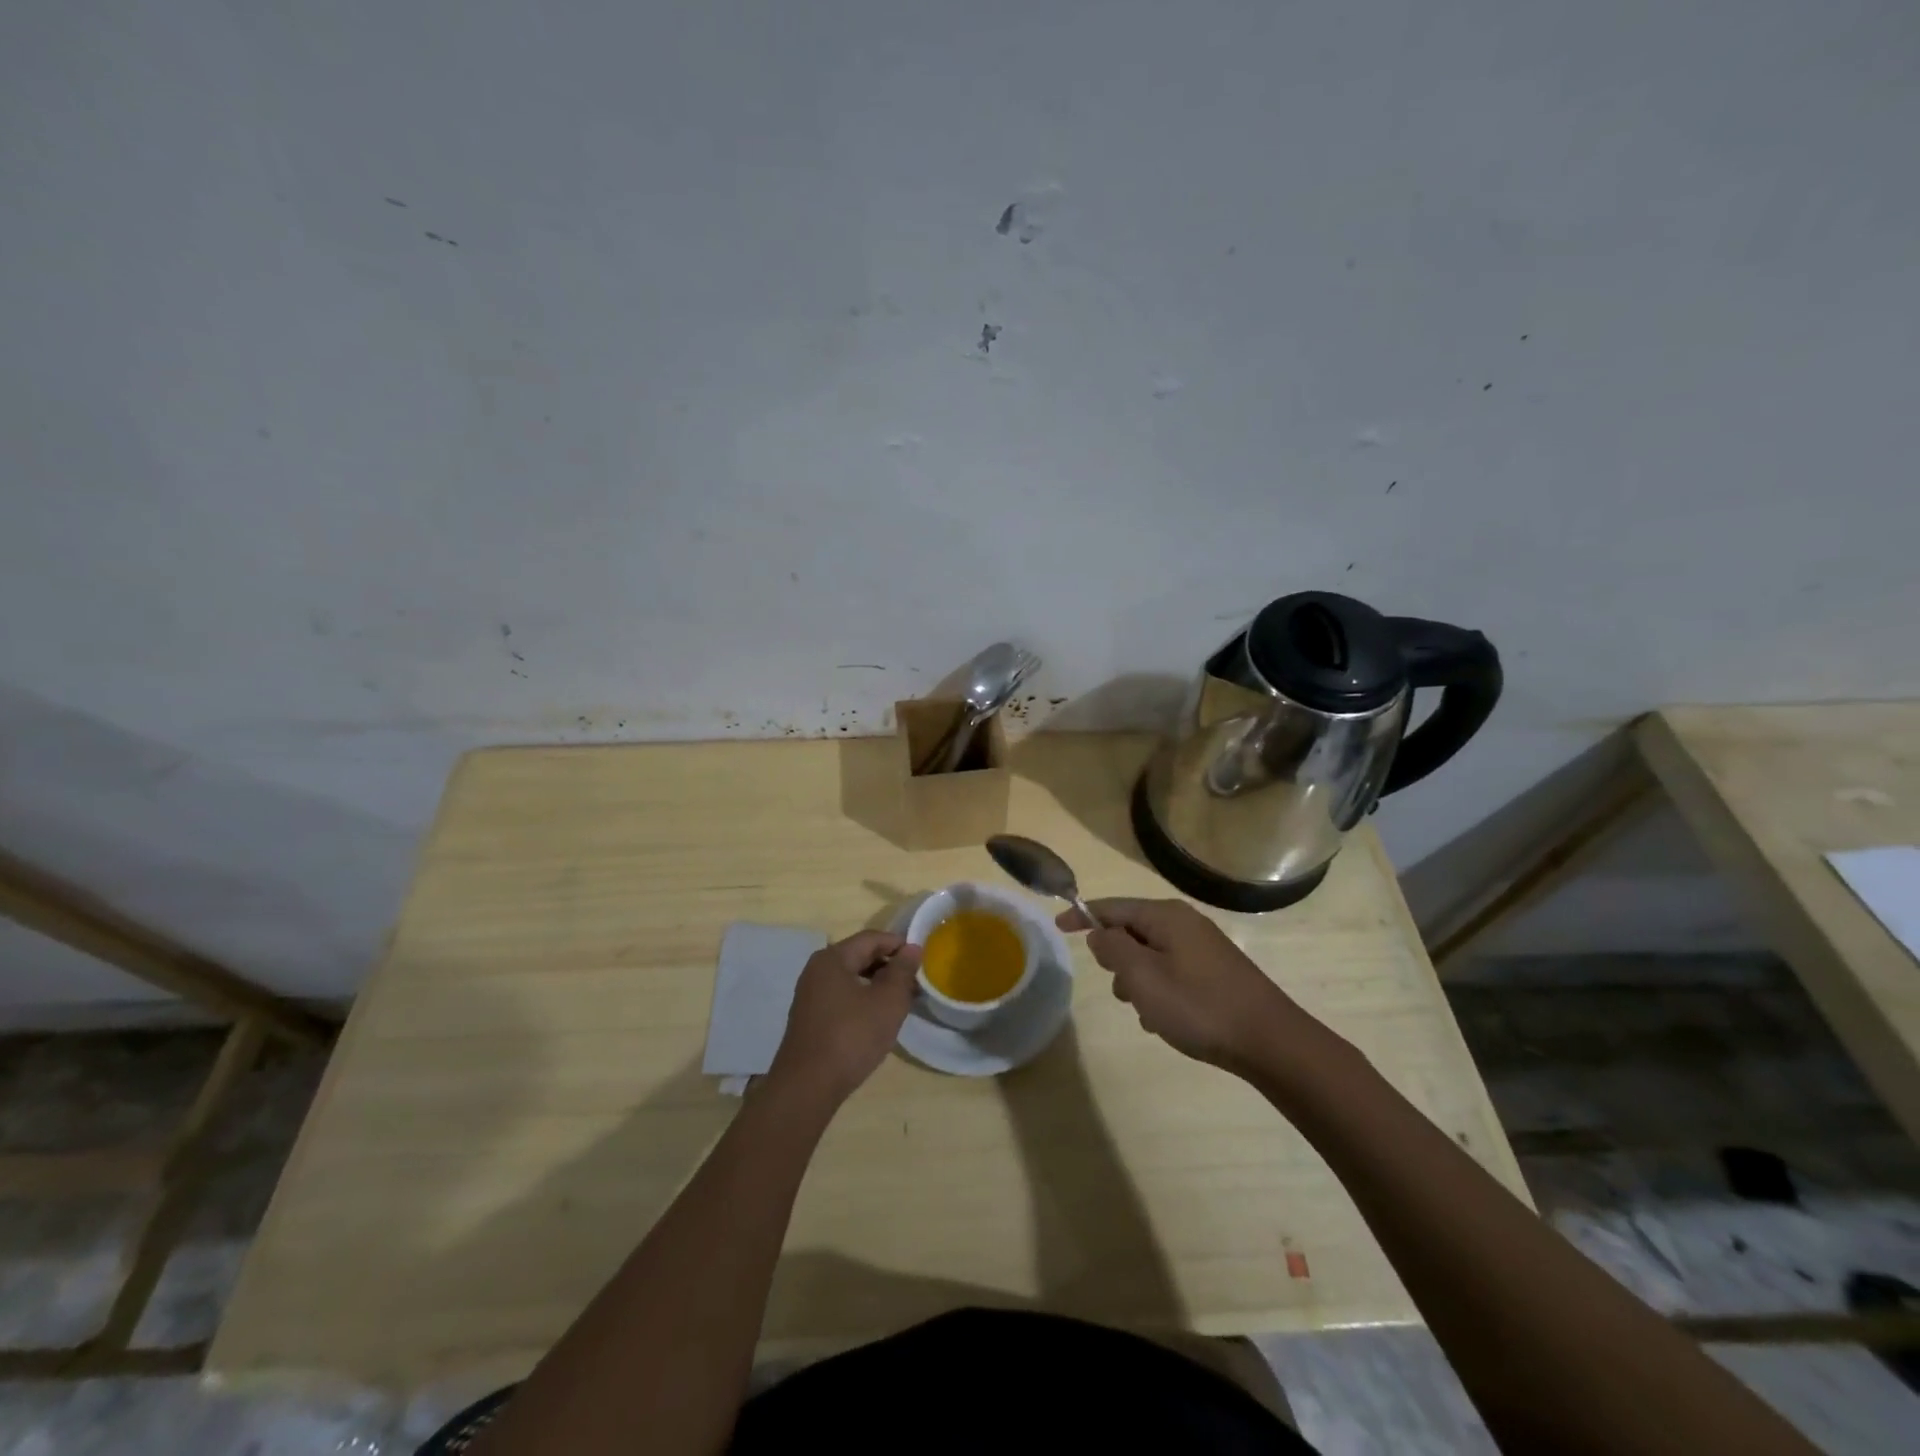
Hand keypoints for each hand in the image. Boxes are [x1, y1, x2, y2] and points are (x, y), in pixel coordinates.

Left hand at [767, 930, 920, 1103]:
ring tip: (901, 1001)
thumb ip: (902, 971)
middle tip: (915, 983)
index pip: (872, 938)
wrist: (807, 1087)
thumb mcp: (887, 1002)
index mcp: (833, 958)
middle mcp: (817, 970)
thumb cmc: (851, 1037)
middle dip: (889, 965)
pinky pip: (842, 996)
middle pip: (859, 955)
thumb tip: (912, 948)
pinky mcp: (810, 1017)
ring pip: (851, 978)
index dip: (899, 944)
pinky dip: (862, 999)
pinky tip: (877, 1018)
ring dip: (877, 984)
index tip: (923, 959)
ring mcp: (810, 995)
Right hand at [1057, 898, 1309, 1072]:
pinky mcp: (1216, 971)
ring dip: (1138, 981)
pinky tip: (1166, 1021)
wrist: (1270, 1041)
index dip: (1083, 915)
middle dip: (1117, 959)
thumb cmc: (1198, 1006)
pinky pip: (1172, 971)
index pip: (1112, 907)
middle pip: (1132, 930)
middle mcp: (1185, 923)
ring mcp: (1203, 947)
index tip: (1058, 927)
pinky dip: (1160, 990)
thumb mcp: (1143, 978)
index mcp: (1165, 916)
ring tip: (1146, 1013)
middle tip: (1120, 990)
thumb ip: (1113, 950)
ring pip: (1151, 955)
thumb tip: (1099, 933)